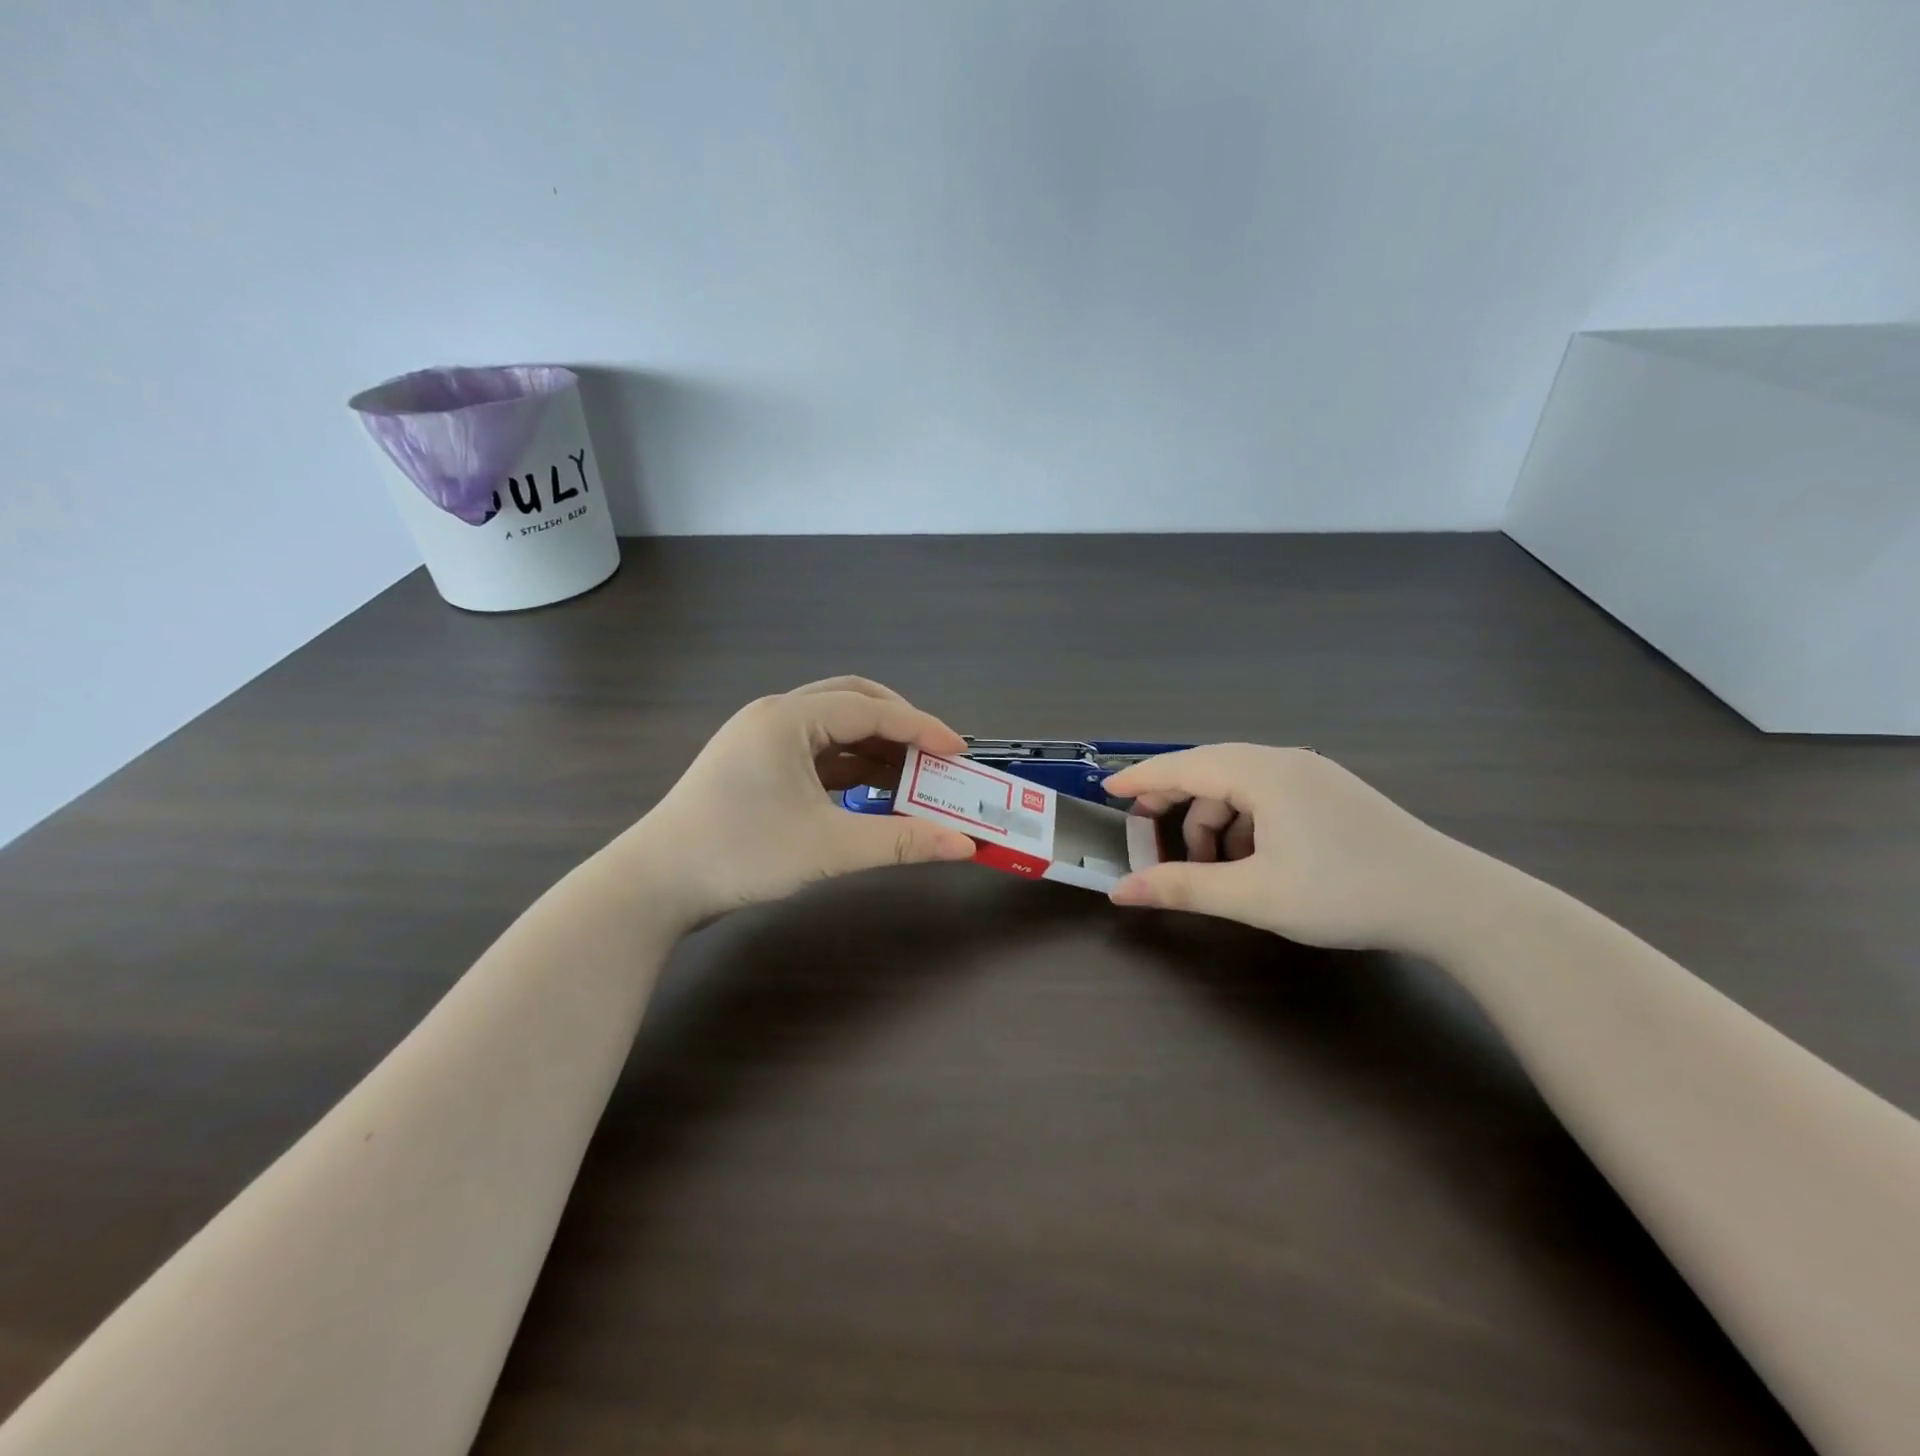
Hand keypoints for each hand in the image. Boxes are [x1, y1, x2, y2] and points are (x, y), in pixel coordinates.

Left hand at [621, 677, 976, 928]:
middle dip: (900, 726)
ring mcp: (762, 739)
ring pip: (834, 728)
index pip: (871, 710)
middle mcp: (776, 716)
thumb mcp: (828, 847)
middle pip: (853, 702)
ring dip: (876, 748)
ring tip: (914, 778)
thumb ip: (900, 841)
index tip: (960, 752)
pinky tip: (874, 792)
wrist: (656, 885)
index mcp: (789, 719)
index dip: (922, 728)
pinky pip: (817, 753)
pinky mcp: (757, 765)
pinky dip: (851, 767)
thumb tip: (963, 845)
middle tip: (935, 756)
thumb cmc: (741, 854)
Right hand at [1103, 745, 1475, 952]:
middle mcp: (1285, 761)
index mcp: (1263, 773)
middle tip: (1146, 835)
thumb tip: (1121, 891)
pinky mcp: (1331, 793)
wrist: (1453, 903)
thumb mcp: (1255, 896)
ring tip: (1211, 869)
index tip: (1106, 791)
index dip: (1141, 779)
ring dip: (1213, 822)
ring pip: (1240, 786)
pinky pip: (1267, 796)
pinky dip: (1244, 823)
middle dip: (1174, 804)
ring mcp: (1313, 774)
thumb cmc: (1345, 893)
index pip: (1184, 765)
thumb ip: (1183, 888)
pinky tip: (1251, 861)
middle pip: (1209, 770)